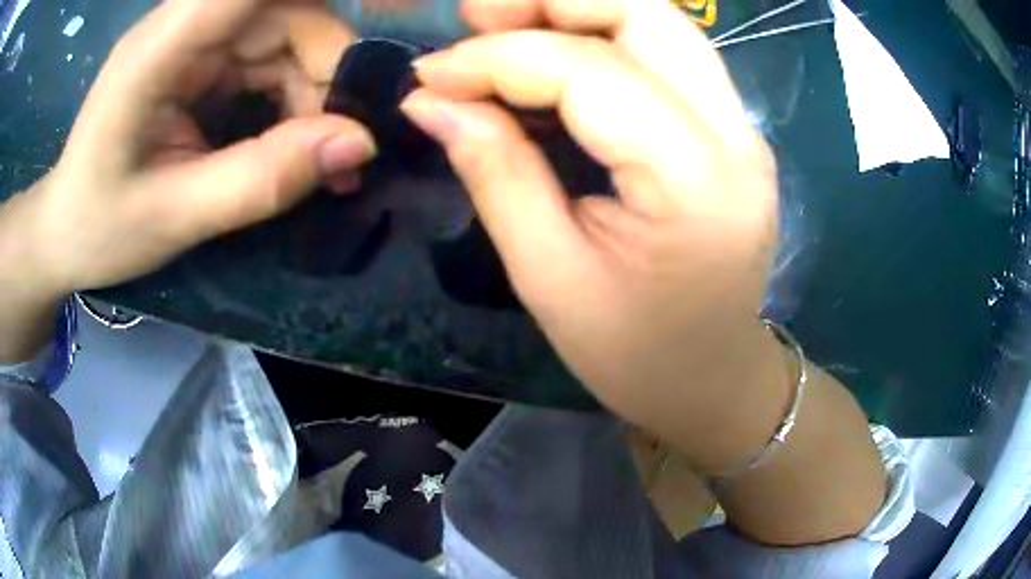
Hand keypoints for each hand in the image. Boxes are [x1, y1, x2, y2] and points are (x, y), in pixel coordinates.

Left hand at [6, 0, 374, 300]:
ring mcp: (193, 41)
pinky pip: (267, 58)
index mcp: (162, 47)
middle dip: (325, 66)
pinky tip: (293, 140)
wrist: (64, 231)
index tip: (379, 33)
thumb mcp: (175, 218)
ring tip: (319, 153)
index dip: (322, 7)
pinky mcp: (199, 60)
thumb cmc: (100, 226)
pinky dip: (292, 95)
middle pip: (285, 10)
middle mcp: (184, 26)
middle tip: (341, 141)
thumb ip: (261, 180)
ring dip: (312, 87)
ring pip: (284, 33)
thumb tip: (359, 145)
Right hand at [401, 0, 781, 473]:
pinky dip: (601, 37)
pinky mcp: (731, 129)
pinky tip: (549, 58)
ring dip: (575, 11)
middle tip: (475, 20)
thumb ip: (495, 171)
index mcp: (696, 183)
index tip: (429, 75)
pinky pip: (665, 53)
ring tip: (502, 30)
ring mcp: (741, 127)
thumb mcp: (549, 278)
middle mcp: (736, 135)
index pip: (590, 72)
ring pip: (659, 21)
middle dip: (551, 1)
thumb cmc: (636, 356)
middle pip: (645, 12)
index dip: (498, 58)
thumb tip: (430, 100)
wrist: (713, 380)